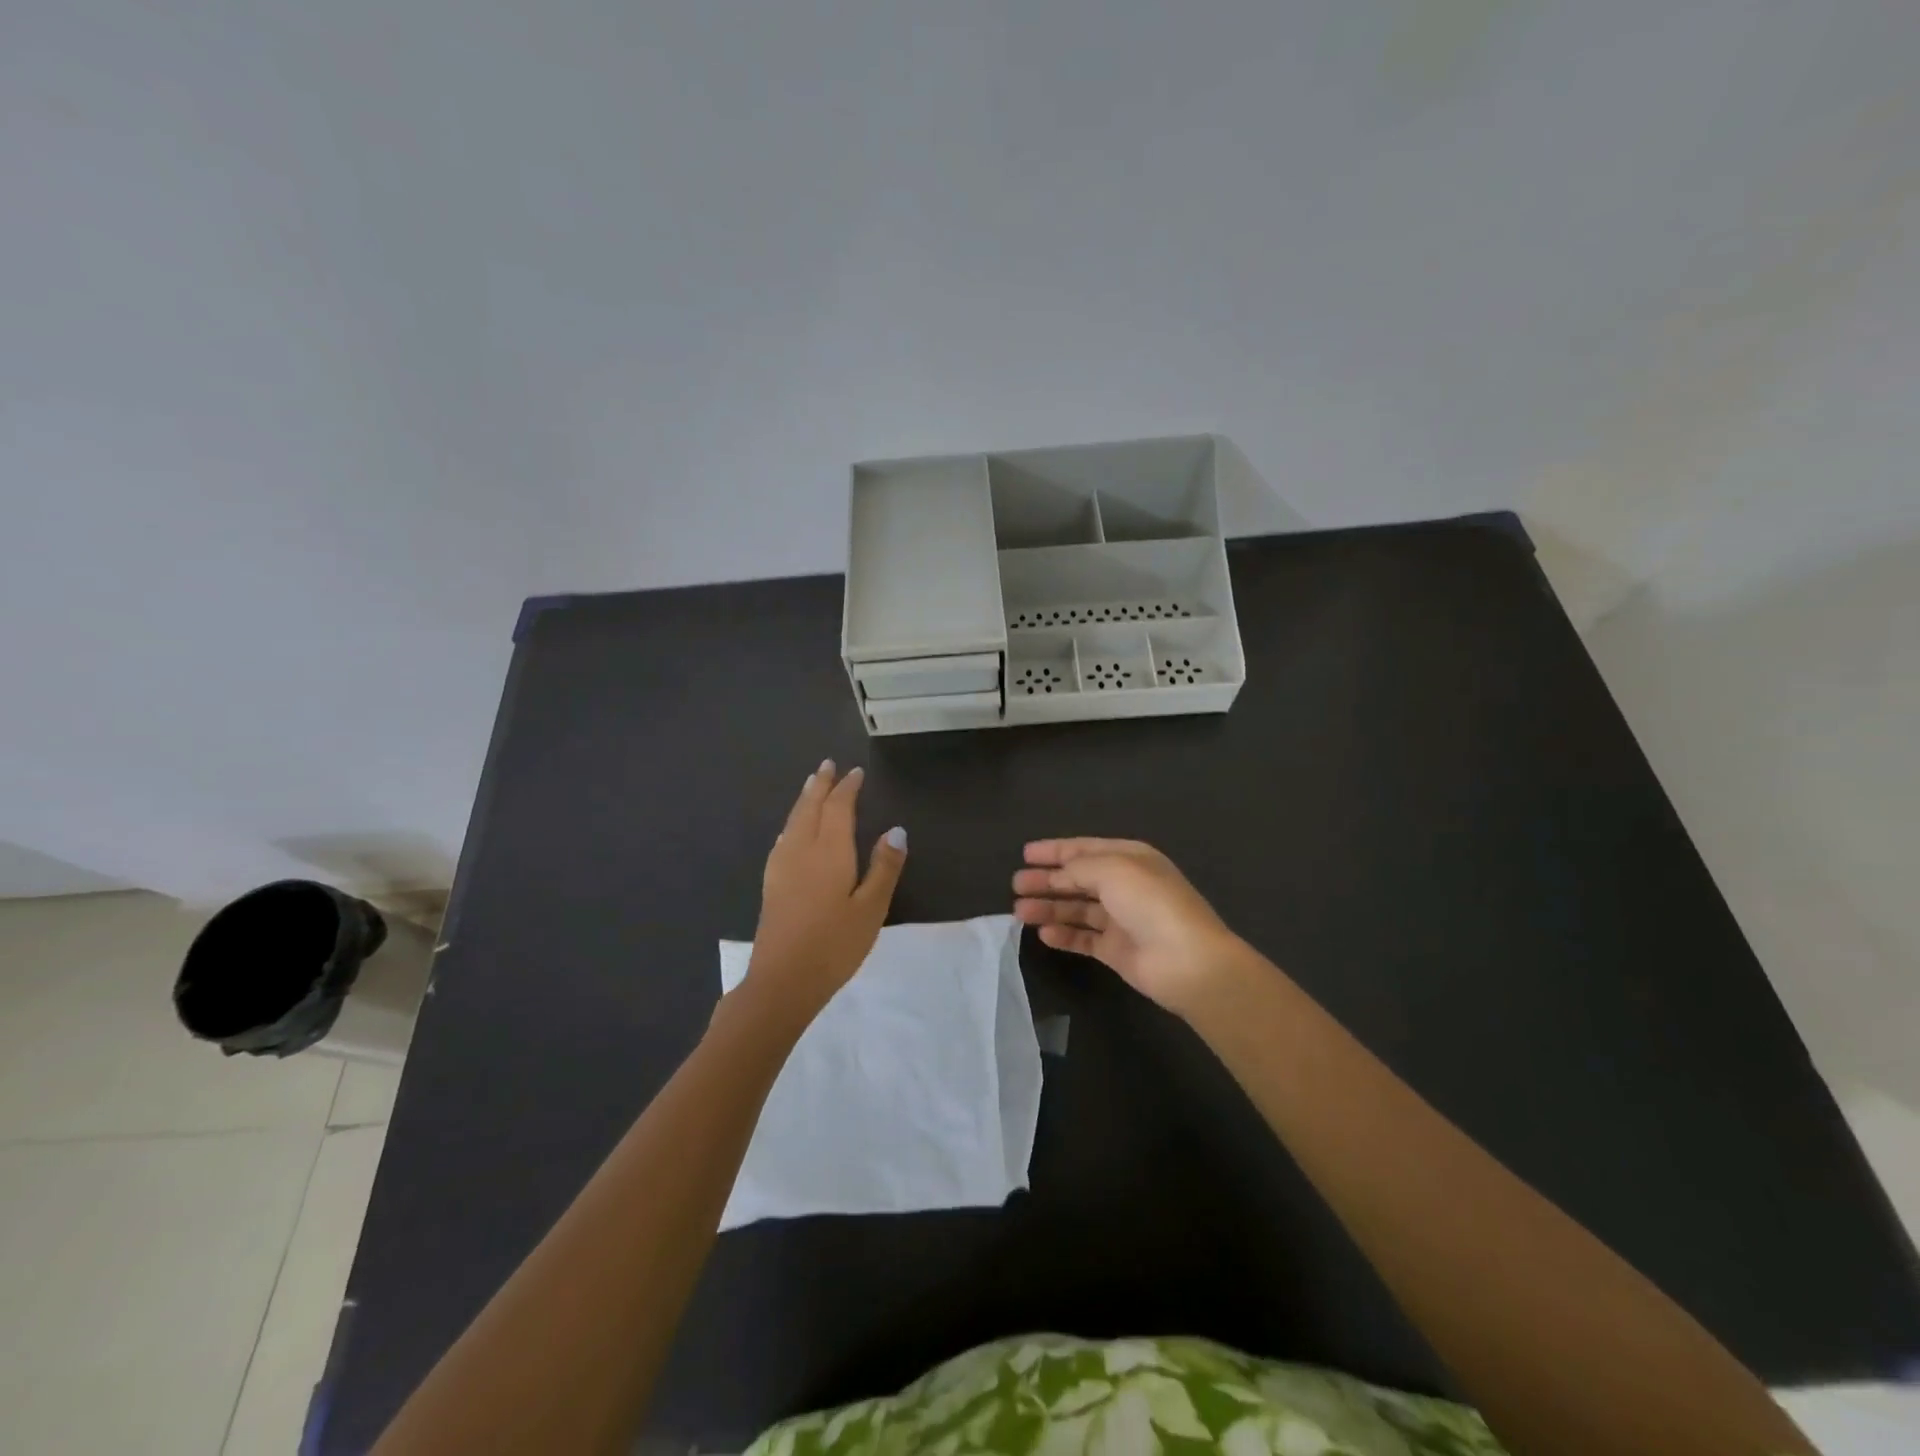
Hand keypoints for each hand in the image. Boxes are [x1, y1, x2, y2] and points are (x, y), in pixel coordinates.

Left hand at [744, 760, 906, 1021]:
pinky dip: (792, 823)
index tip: (855, 772)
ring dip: (804, 800)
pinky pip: (783, 839)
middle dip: (820, 785)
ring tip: (811, 785)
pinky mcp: (772, 884)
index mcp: (830, 852)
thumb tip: (896, 830)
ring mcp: (782, 867)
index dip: (847, 789)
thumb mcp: (871, 909)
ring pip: (793, 822)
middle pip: (810, 808)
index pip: (838, 809)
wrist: (782, 981)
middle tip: (827, 765)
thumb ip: (884, 867)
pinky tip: (791, 831)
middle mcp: (802, 850)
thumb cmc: (835, 946)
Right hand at [1012, 838, 1241, 1015]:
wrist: (1187, 961)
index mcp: (1130, 858)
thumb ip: (1079, 867)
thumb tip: (1059, 873)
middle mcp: (1125, 886)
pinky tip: (1043, 934)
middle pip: (1078, 879)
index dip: (1055, 850)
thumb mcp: (1112, 870)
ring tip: (1019, 911)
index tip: (1025, 854)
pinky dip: (1063, 935)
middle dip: (1047, 880)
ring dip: (1049, 908)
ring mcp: (1122, 920)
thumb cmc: (1150, 904)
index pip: (1085, 849)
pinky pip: (1084, 938)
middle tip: (1016, 884)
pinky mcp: (1117, 951)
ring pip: (1078, 909)